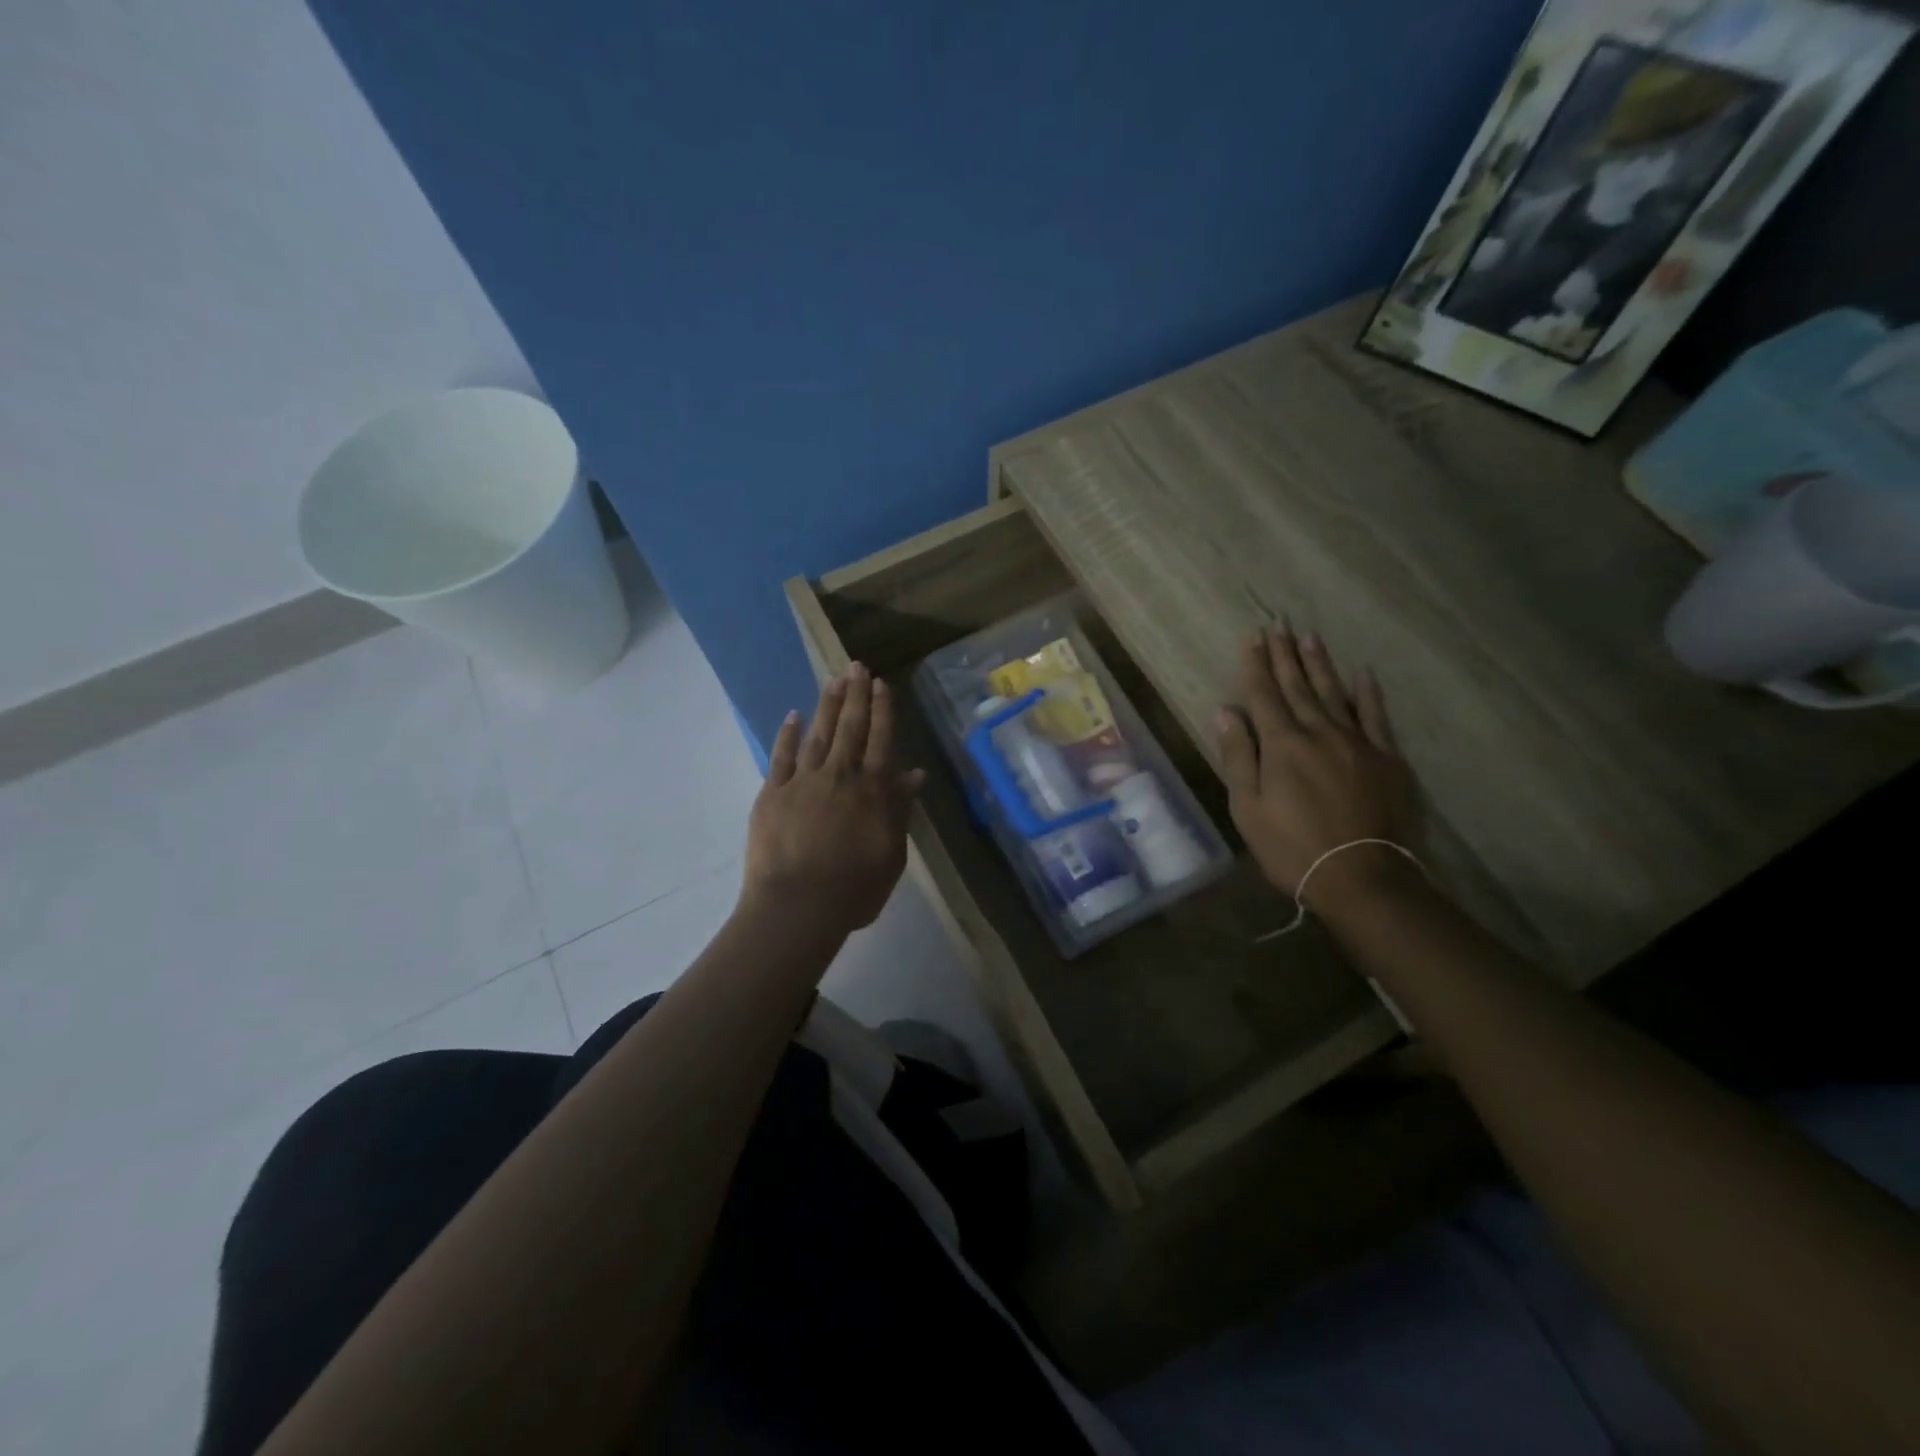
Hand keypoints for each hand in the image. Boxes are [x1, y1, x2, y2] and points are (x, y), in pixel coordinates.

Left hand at [743, 663, 923, 937]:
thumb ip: (900, 809)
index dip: (883, 710)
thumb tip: (914, 772)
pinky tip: (793, 715)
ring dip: (828, 705)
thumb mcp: (892, 853)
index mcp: (872, 790)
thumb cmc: (854, 888)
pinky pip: (781, 756)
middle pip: (851, 728)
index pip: (882, 740)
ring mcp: (802, 781)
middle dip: (856, 695)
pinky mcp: (772, 793)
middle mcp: (840, 775)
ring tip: (834, 679)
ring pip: (819, 733)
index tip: (882, 684)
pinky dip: (787, 734)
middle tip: (857, 665)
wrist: (797, 906)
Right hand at [1216, 627, 1421, 910]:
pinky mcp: (1387, 759)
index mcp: (1282, 745)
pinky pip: (1376, 717)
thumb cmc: (1291, 847)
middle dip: (1286, 655)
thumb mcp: (1248, 808)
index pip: (1264, 695)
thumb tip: (1225, 711)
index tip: (1254, 637)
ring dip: (1320, 665)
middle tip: (1280, 624)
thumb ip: (1238, 756)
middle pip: (1298, 687)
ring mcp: (1357, 743)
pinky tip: (1363, 676)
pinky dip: (1367, 695)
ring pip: (1334, 694)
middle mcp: (1319, 733)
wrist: (1362, 876)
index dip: (1256, 665)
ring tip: (1310, 638)